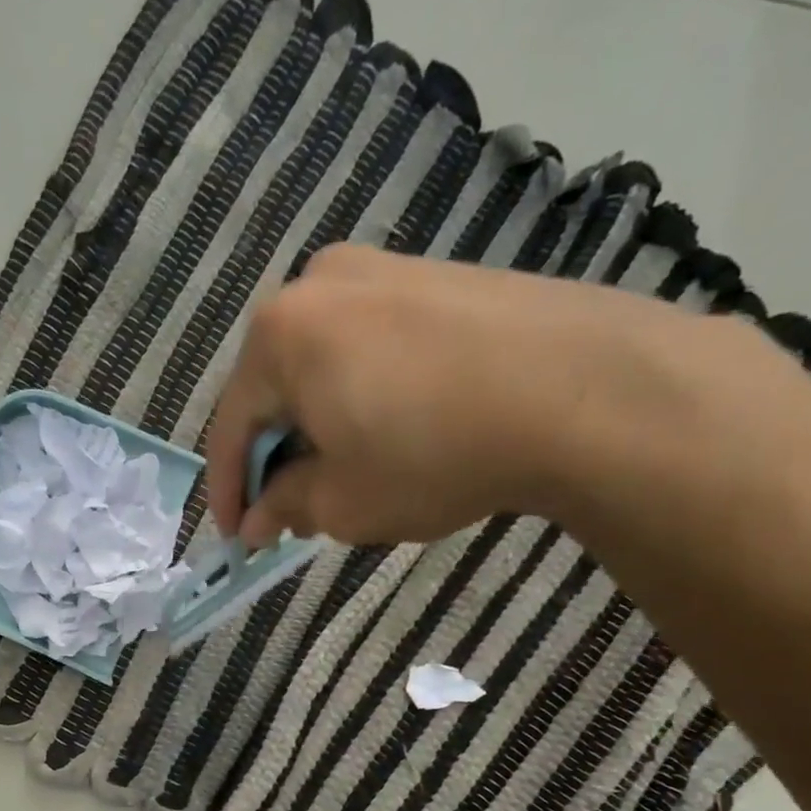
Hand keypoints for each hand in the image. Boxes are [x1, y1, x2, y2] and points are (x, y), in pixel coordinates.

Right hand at [204, 245, 810, 548]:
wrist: (582, 389)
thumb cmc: (432, 453)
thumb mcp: (342, 502)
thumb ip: (285, 507)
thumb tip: (258, 518)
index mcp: (279, 336)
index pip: (232, 427)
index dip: (228, 493)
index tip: (235, 538)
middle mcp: (319, 285)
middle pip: (275, 391)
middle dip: (277, 459)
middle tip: (289, 514)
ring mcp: (382, 271)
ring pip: (322, 368)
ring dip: (318, 429)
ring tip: (342, 479)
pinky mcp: (436, 277)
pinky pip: (369, 349)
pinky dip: (360, 398)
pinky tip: (387, 436)